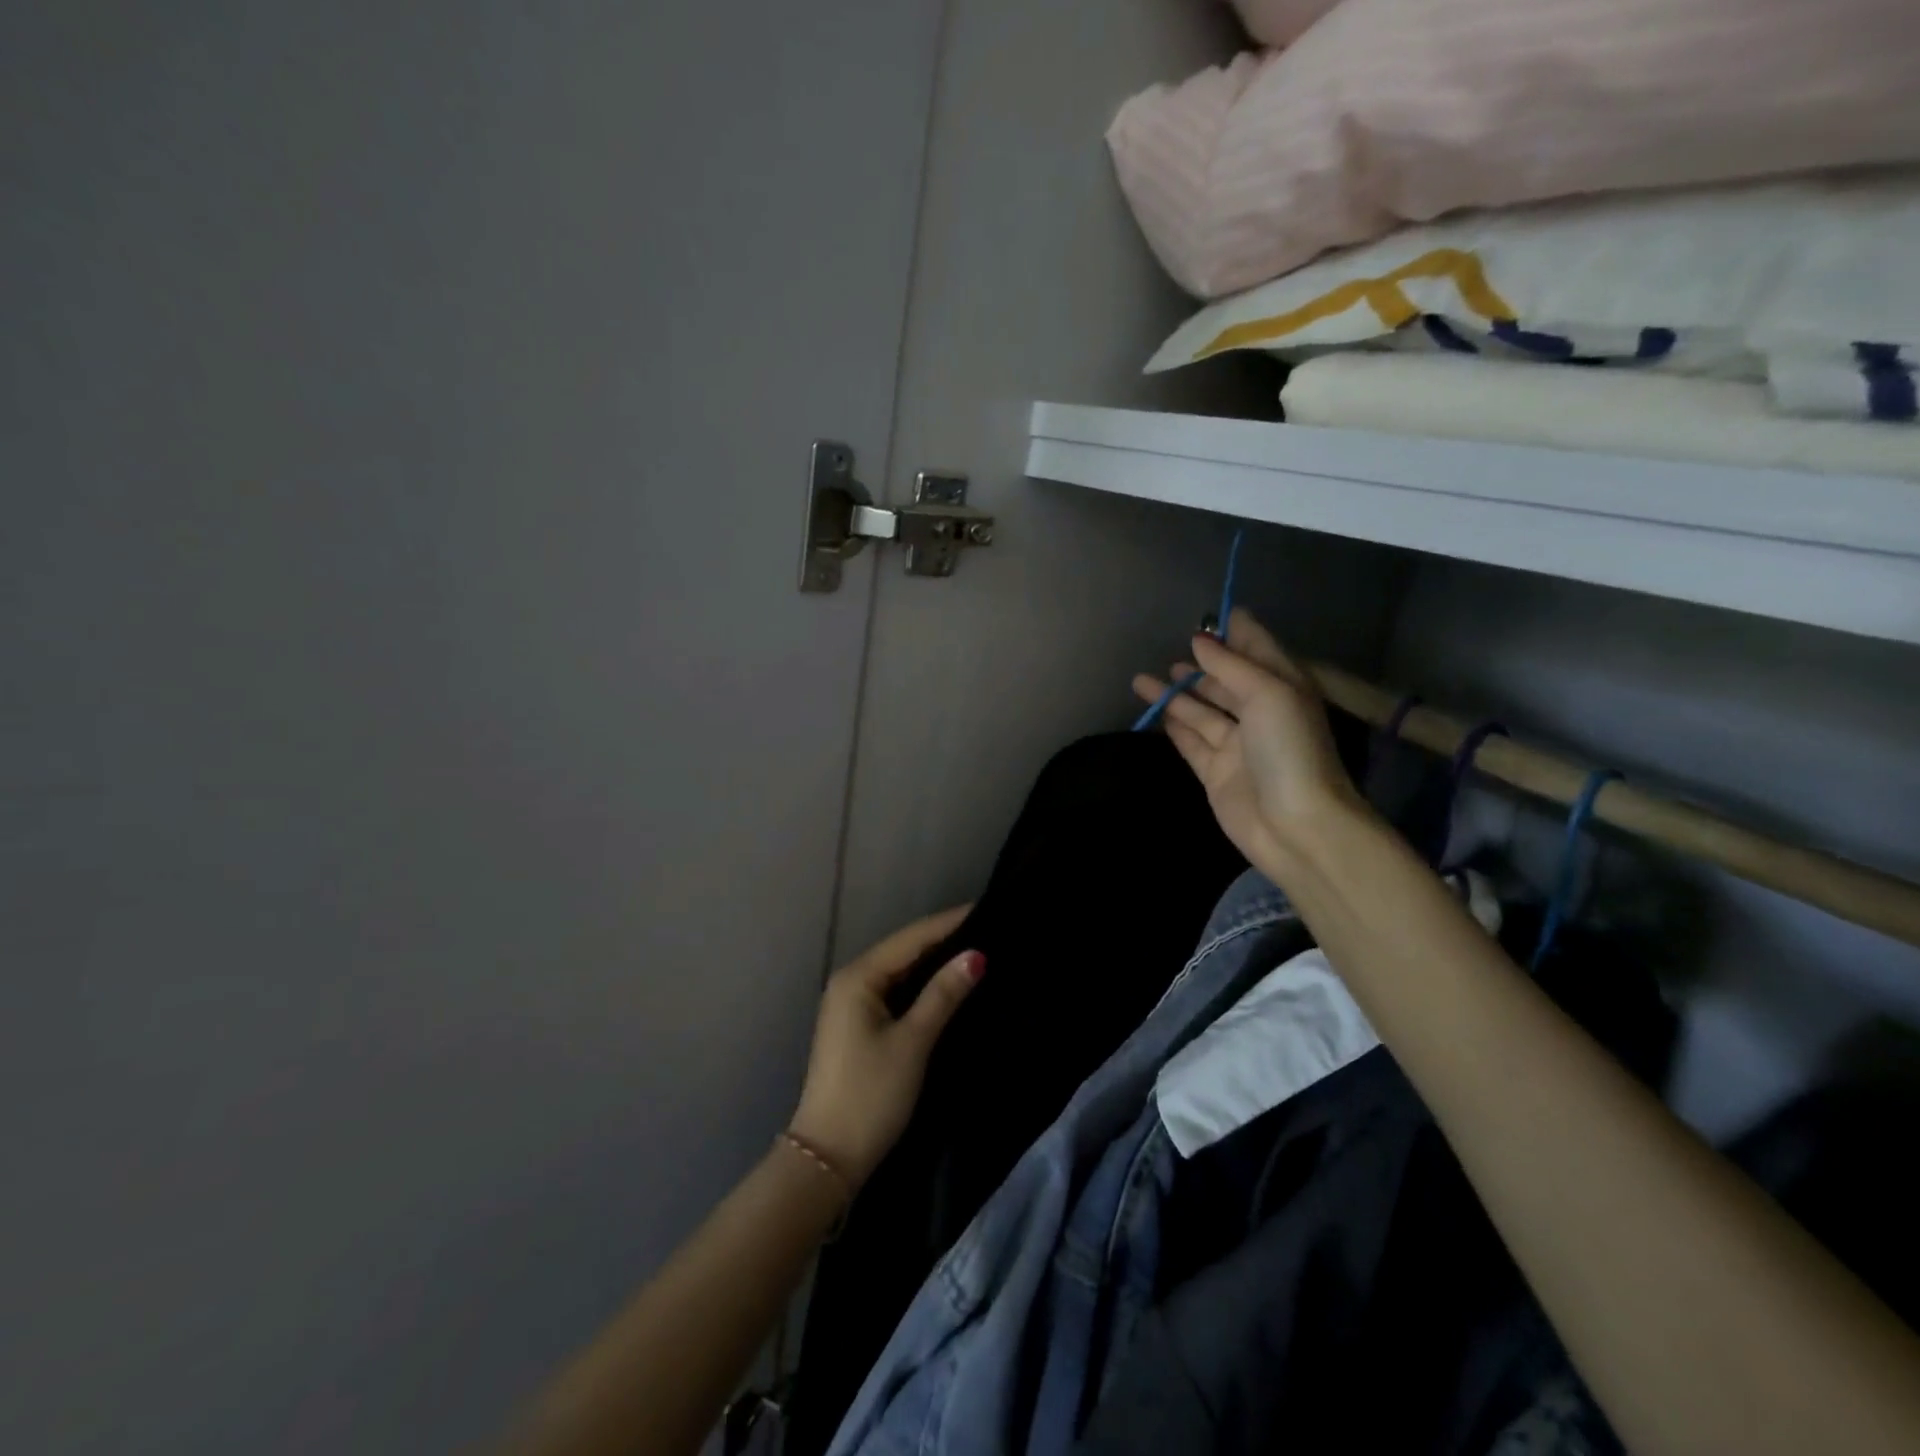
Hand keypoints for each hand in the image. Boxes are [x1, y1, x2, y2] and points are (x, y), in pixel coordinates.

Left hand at [788, 907, 983, 1189]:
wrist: (828, 1157)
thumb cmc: (872, 1094)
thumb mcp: (913, 1042)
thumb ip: (943, 995)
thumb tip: (977, 955)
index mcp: (858, 977)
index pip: (911, 938)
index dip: (949, 923)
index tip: (987, 907)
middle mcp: (851, 980)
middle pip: (904, 949)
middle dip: (943, 939)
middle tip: (989, 928)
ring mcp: (851, 1003)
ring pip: (900, 970)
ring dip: (934, 961)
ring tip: (977, 949)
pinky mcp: (858, 1024)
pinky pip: (895, 989)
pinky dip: (921, 984)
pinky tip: (948, 983)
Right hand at [1132, 607, 1368, 878]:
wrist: (1295, 826)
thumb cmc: (1289, 750)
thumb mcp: (1267, 694)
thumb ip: (1230, 665)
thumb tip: (1199, 641)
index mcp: (1283, 688)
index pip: (1258, 650)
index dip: (1237, 632)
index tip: (1212, 614)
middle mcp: (1260, 713)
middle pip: (1225, 681)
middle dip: (1200, 666)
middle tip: (1169, 651)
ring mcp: (1237, 745)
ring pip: (1201, 711)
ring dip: (1176, 695)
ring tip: (1142, 680)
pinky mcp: (1216, 773)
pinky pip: (1191, 742)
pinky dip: (1174, 727)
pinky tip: (1156, 713)